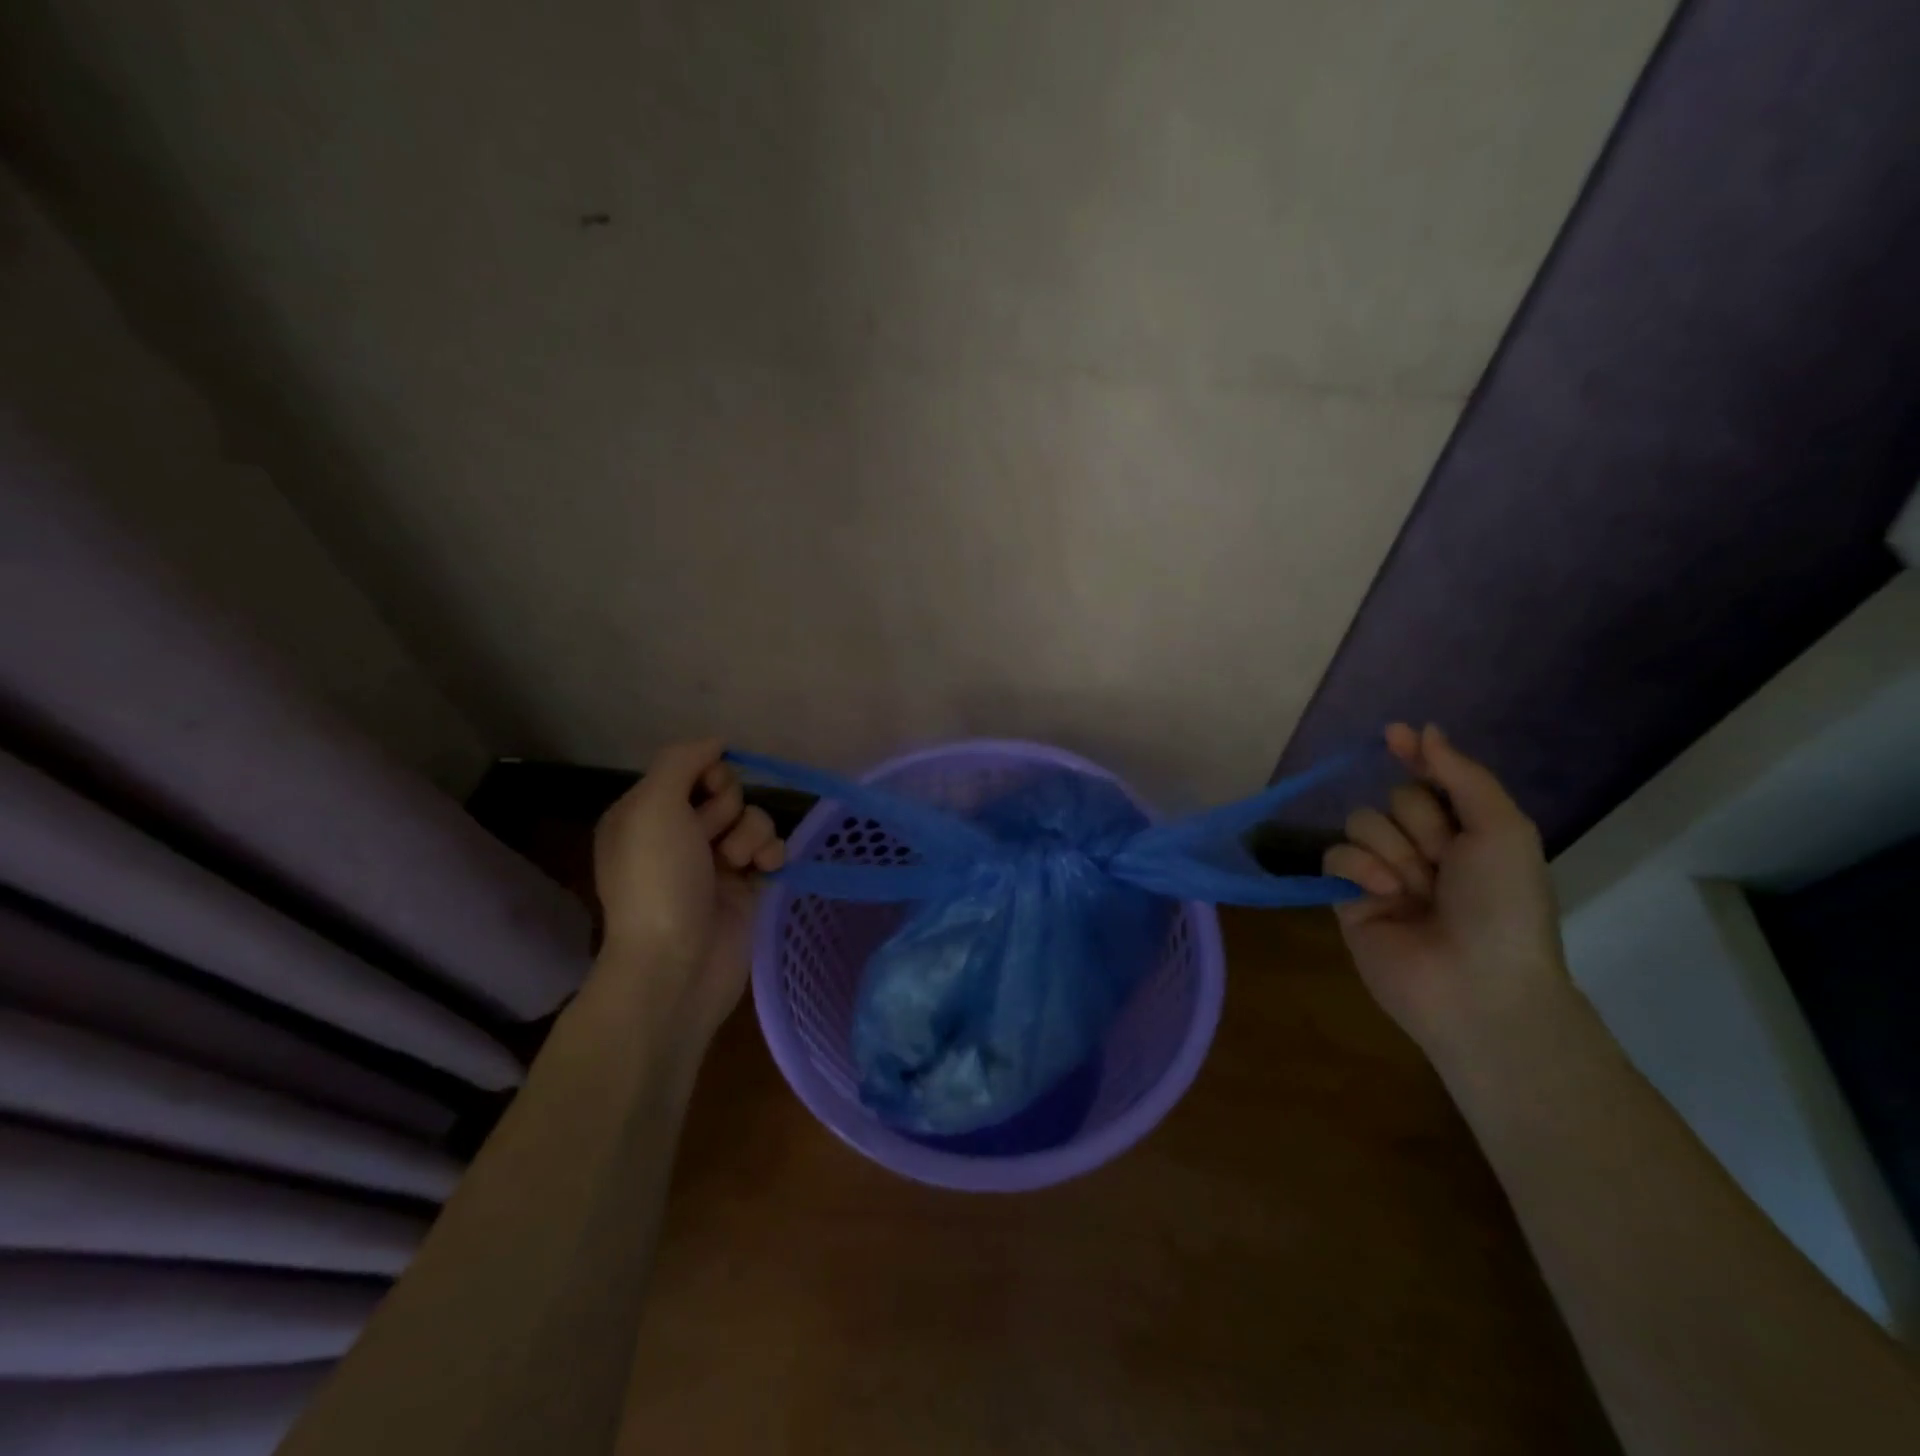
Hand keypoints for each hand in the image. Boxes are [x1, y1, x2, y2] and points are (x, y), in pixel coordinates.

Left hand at [589, 739, 784, 1044]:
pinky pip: (771, 848)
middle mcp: (678, 834)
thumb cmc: (658, 881)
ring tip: (737, 863)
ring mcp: (713, 861)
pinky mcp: (746, 885)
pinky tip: (765, 870)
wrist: (678, 963)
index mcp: (645, 814)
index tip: (707, 791)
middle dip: (727, 809)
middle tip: (711, 839)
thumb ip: (682, 761)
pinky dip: (771, 854)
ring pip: (752, 818)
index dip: (707, 773)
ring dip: (751, 834)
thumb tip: (716, 742)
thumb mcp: (652, 807)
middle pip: (726, 792)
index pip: (691, 768)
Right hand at [1323, 723, 1569, 1055]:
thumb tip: (1424, 730)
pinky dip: (1359, 869)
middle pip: (1395, 799)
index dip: (1414, 755)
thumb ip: (1461, 775)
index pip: (1431, 779)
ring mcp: (1382, 872)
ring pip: (1362, 823)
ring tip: (1414, 889)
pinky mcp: (1347, 897)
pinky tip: (1384, 894)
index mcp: (1468, 833)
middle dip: (1419, 825)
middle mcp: (1423, 848)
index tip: (1394, 733)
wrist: (1477, 985)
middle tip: (1444, 863)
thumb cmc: (1503, 906)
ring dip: (1391, 850)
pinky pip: (1335, 855)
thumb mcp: (1501, 830)